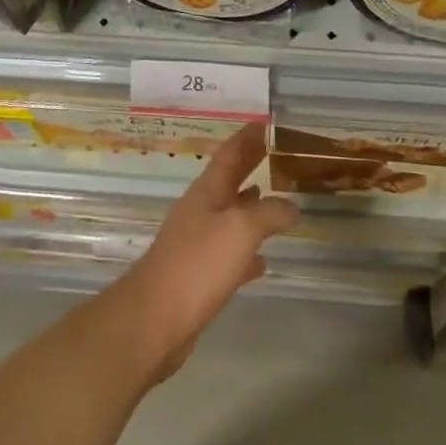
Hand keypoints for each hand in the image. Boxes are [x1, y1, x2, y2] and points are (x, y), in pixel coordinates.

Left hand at [117, 124, 297, 377]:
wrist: (154, 321)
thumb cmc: (198, 264)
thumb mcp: (241, 230)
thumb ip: (268, 213)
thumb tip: (291, 205)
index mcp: (207, 192)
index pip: (229, 154)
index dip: (247, 138)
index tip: (265, 123)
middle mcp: (200, 212)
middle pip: (228, 181)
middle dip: (248, 165)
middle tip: (272, 152)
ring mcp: (195, 244)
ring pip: (228, 216)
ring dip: (248, 206)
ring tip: (271, 199)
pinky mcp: (197, 277)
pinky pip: (228, 255)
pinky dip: (246, 251)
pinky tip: (261, 261)